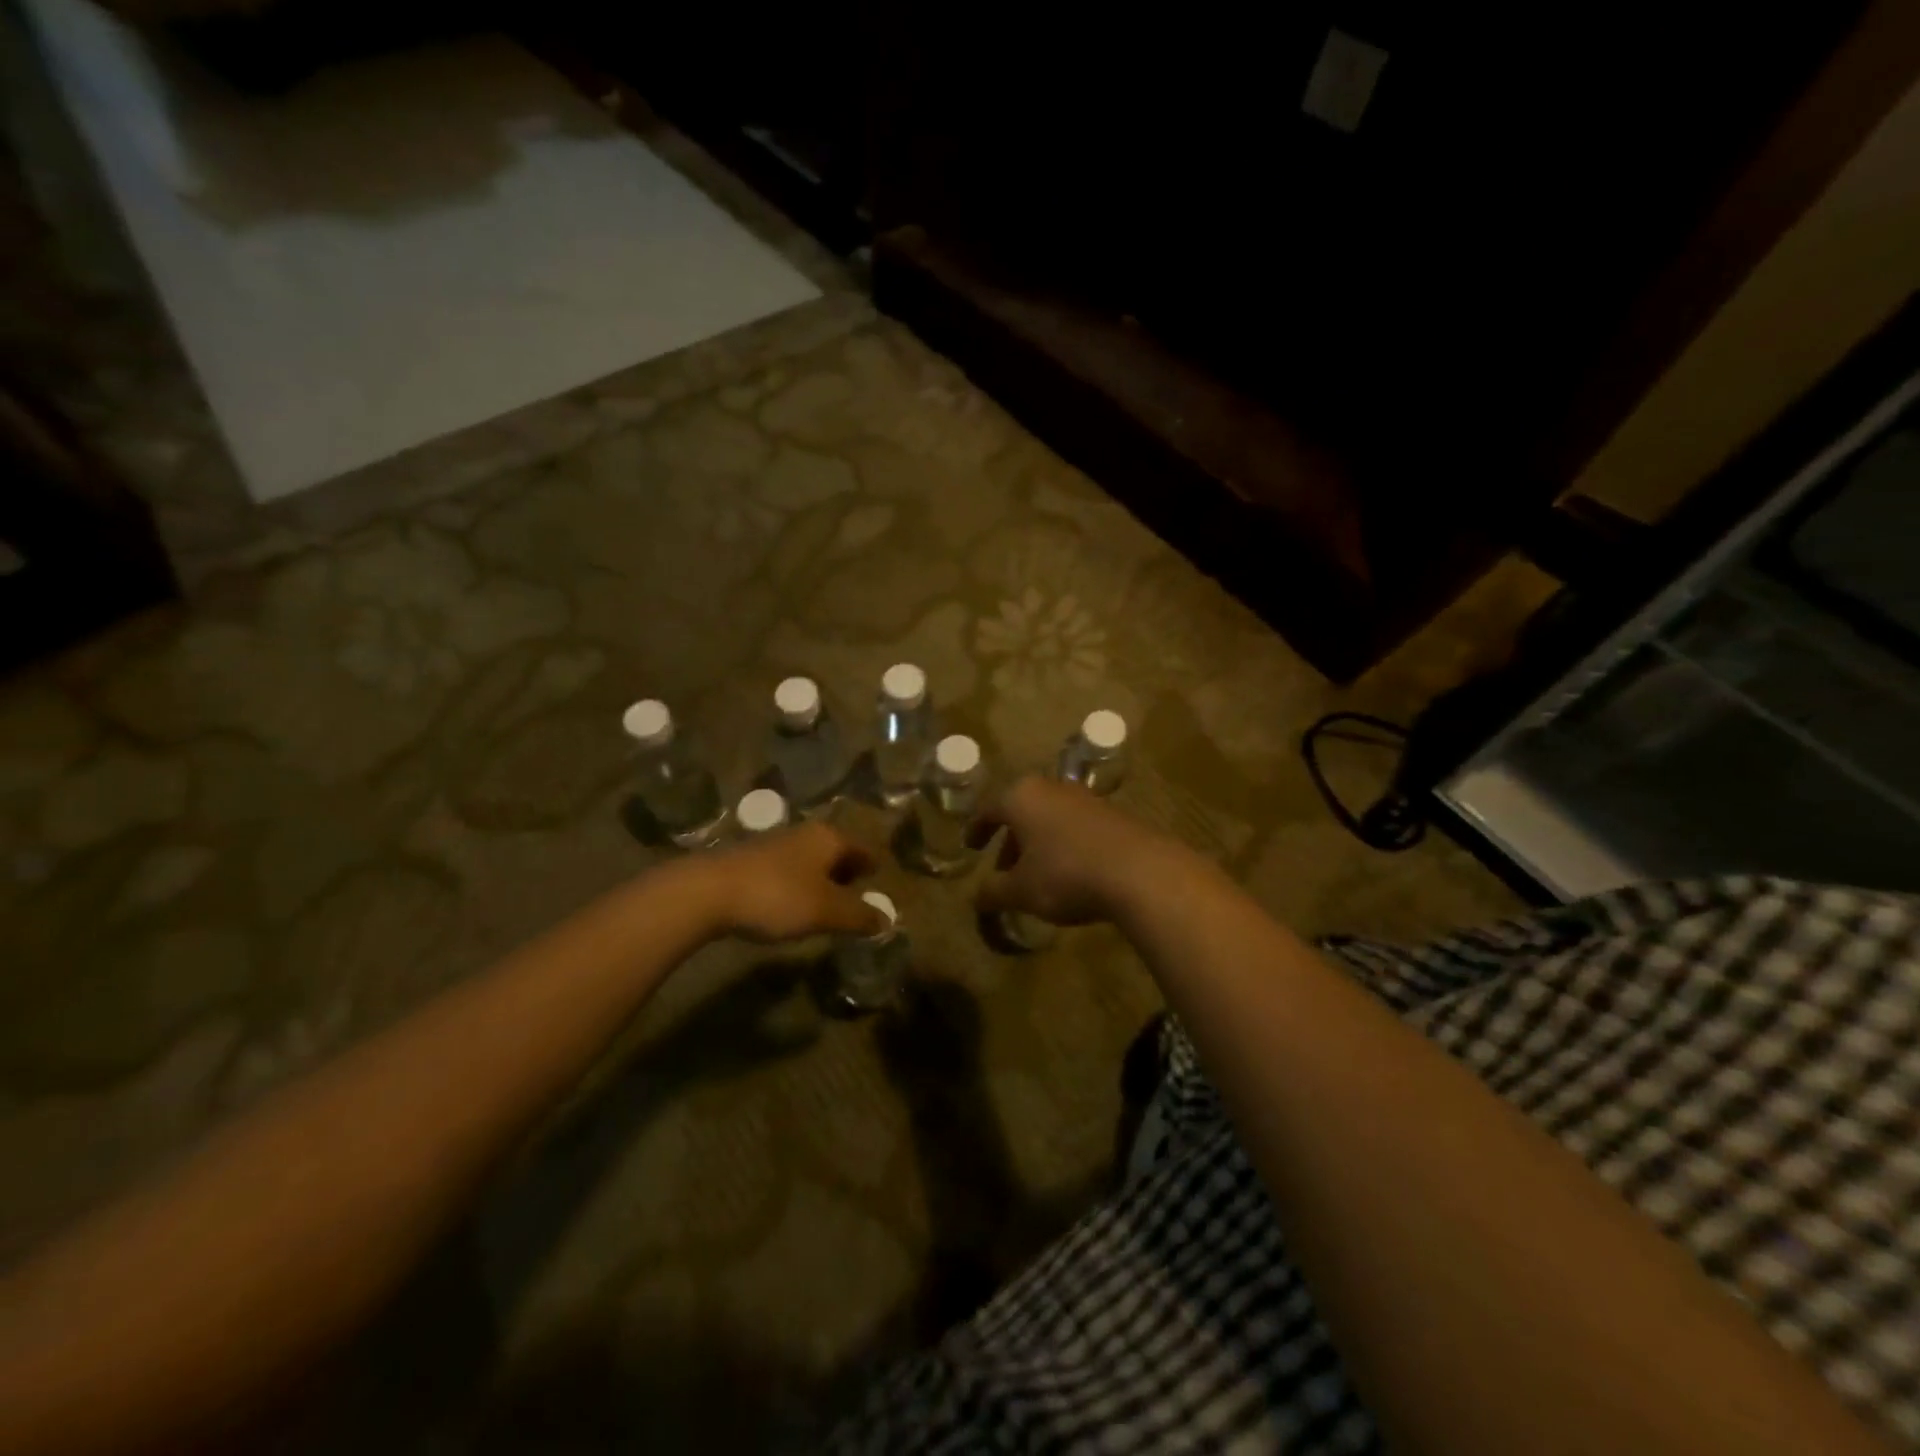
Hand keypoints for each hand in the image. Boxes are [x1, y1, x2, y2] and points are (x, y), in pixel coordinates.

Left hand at [694, 821, 884, 942]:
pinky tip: (791, 905)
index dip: (873, 866)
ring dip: (821, 879)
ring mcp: (776, 844)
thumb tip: (886, 921)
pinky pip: (788, 870)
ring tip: (827, 904)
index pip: (863, 848)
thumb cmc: (778, 896)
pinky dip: (798, 884)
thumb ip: (859, 916)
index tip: (881, 880)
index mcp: (829, 838)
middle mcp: (805, 834)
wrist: (708, 891)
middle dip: (848, 872)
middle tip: (857, 895)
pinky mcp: (751, 860)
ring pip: (811, 859)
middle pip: (837, 851)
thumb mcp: (826, 911)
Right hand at [970, 776, 1189, 926]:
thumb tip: (975, 898)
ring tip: (1037, 877)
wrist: (1139, 871)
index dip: (977, 830)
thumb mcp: (1021, 890)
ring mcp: (1085, 798)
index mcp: (1021, 797)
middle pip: (1021, 811)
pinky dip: (1064, 846)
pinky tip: (1070, 874)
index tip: (971, 847)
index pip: (989, 809)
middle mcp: (1051, 788)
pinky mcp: (1112, 814)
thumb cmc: (1066, 874)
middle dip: (1010, 841)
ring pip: (1049, 818)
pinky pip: (1075, 827)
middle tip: (1004, 870)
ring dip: (1038, 845)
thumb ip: (993, 892)